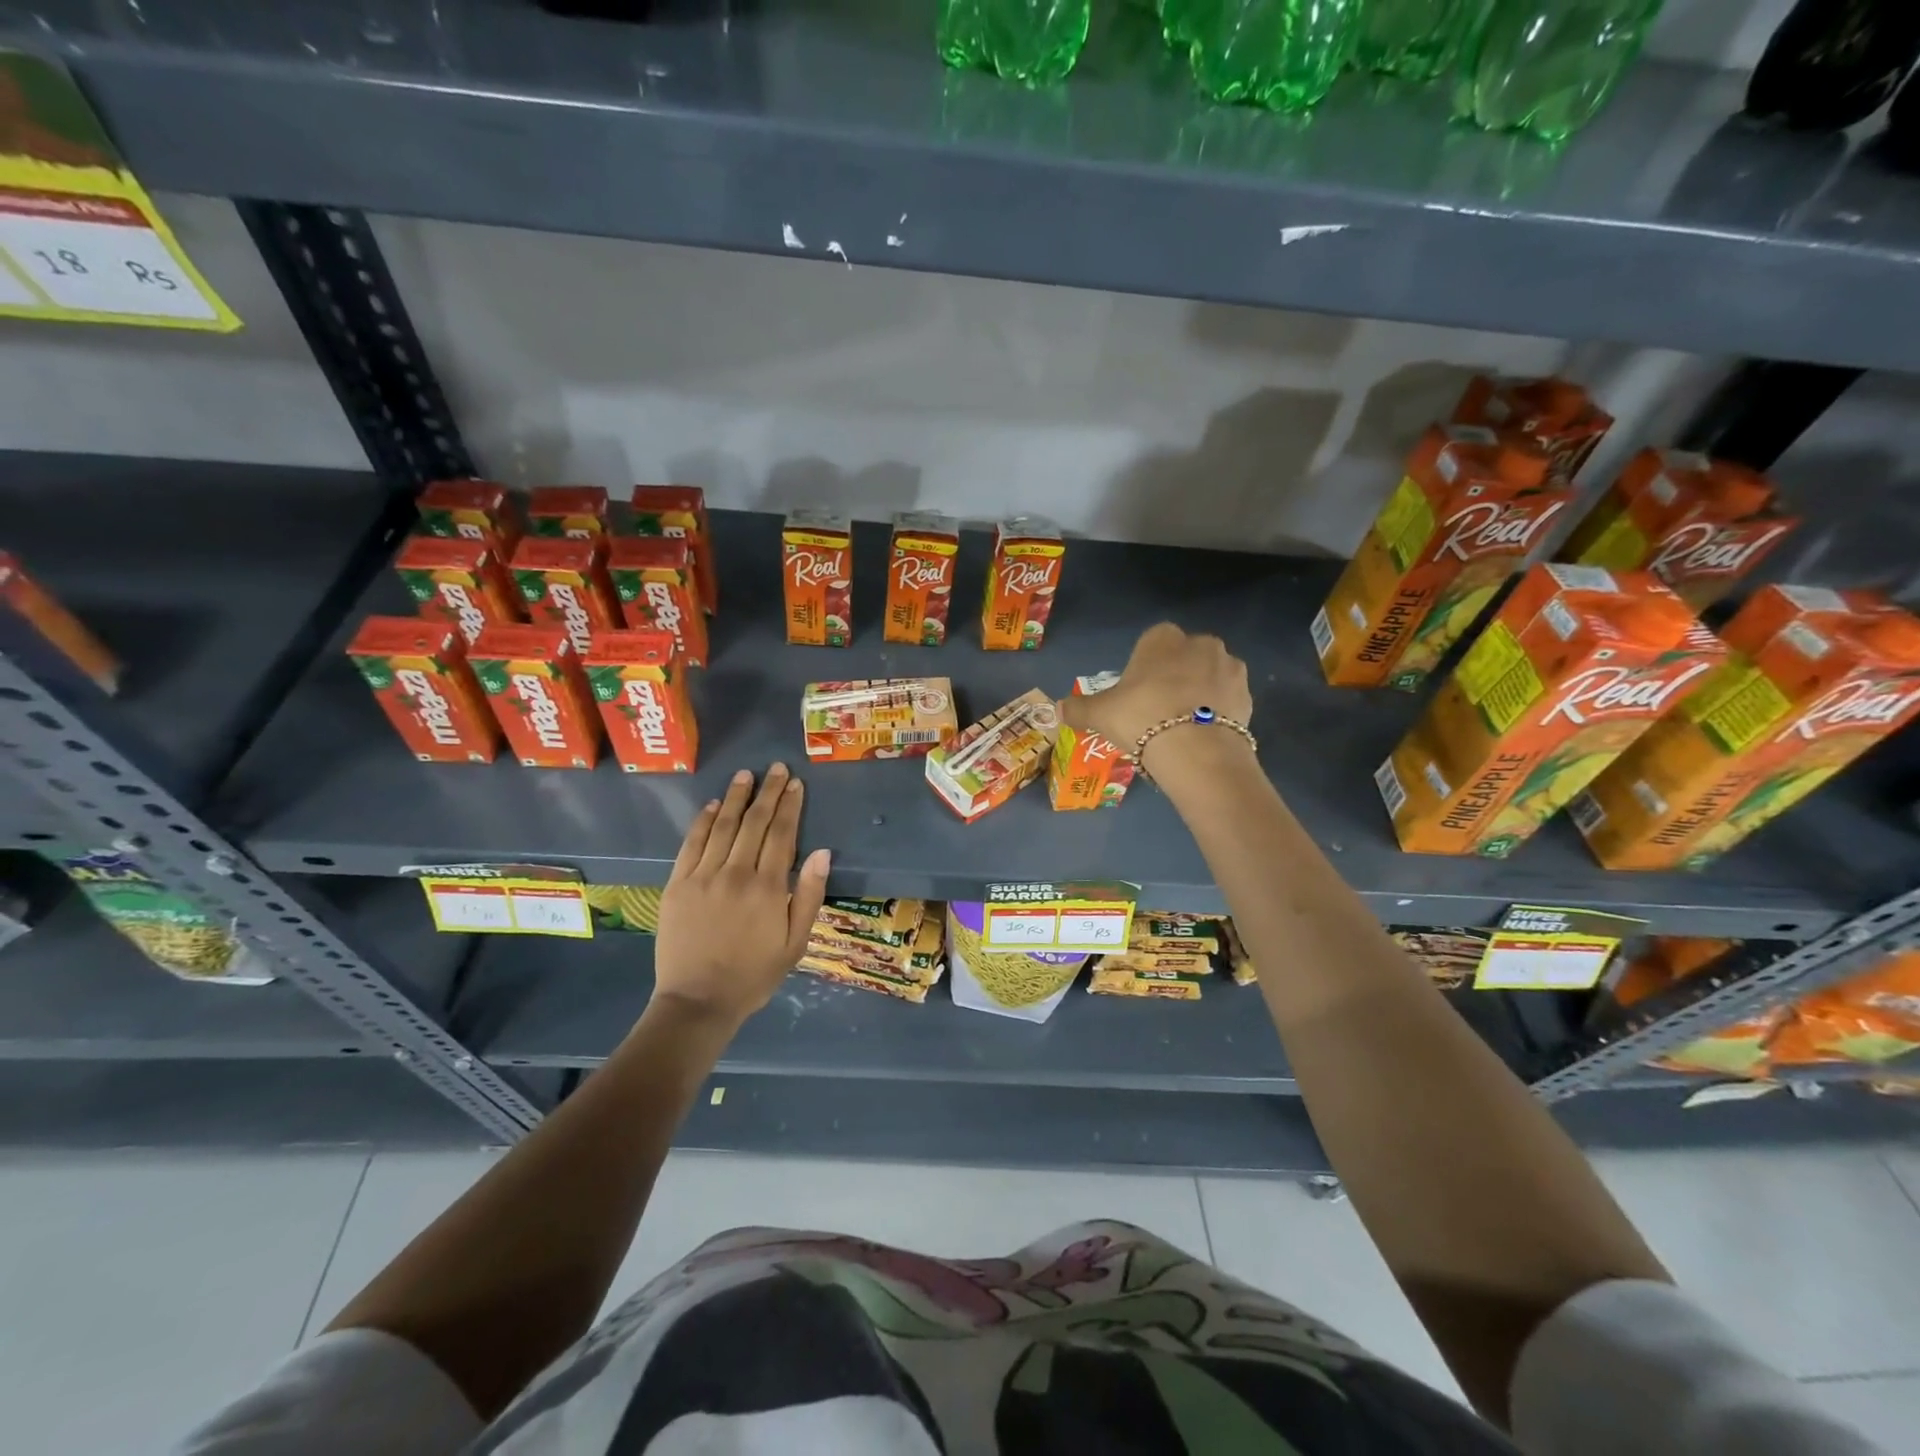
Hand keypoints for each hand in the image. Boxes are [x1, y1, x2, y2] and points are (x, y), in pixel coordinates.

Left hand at [653, 762, 830, 1027]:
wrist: (698, 1001)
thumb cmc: (754, 975)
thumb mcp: (796, 942)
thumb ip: (808, 895)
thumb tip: (822, 853)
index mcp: (768, 887)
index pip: (782, 834)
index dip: (790, 806)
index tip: (795, 783)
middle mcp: (736, 873)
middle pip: (755, 823)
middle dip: (768, 792)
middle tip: (776, 768)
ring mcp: (703, 876)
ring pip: (723, 826)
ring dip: (736, 797)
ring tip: (746, 775)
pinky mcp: (678, 884)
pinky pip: (692, 844)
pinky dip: (703, 821)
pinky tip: (712, 805)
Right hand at [1059, 623, 1252, 771]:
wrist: (1195, 749)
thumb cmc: (1141, 717)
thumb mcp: (1100, 714)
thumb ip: (1078, 709)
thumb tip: (1057, 710)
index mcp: (1163, 638)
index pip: (1152, 642)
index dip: (1143, 667)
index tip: (1136, 693)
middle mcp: (1200, 643)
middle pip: (1183, 657)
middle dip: (1174, 677)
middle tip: (1157, 711)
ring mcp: (1229, 668)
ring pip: (1208, 677)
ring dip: (1199, 694)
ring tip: (1182, 727)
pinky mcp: (1248, 696)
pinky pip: (1227, 701)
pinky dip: (1217, 713)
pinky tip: (1202, 736)